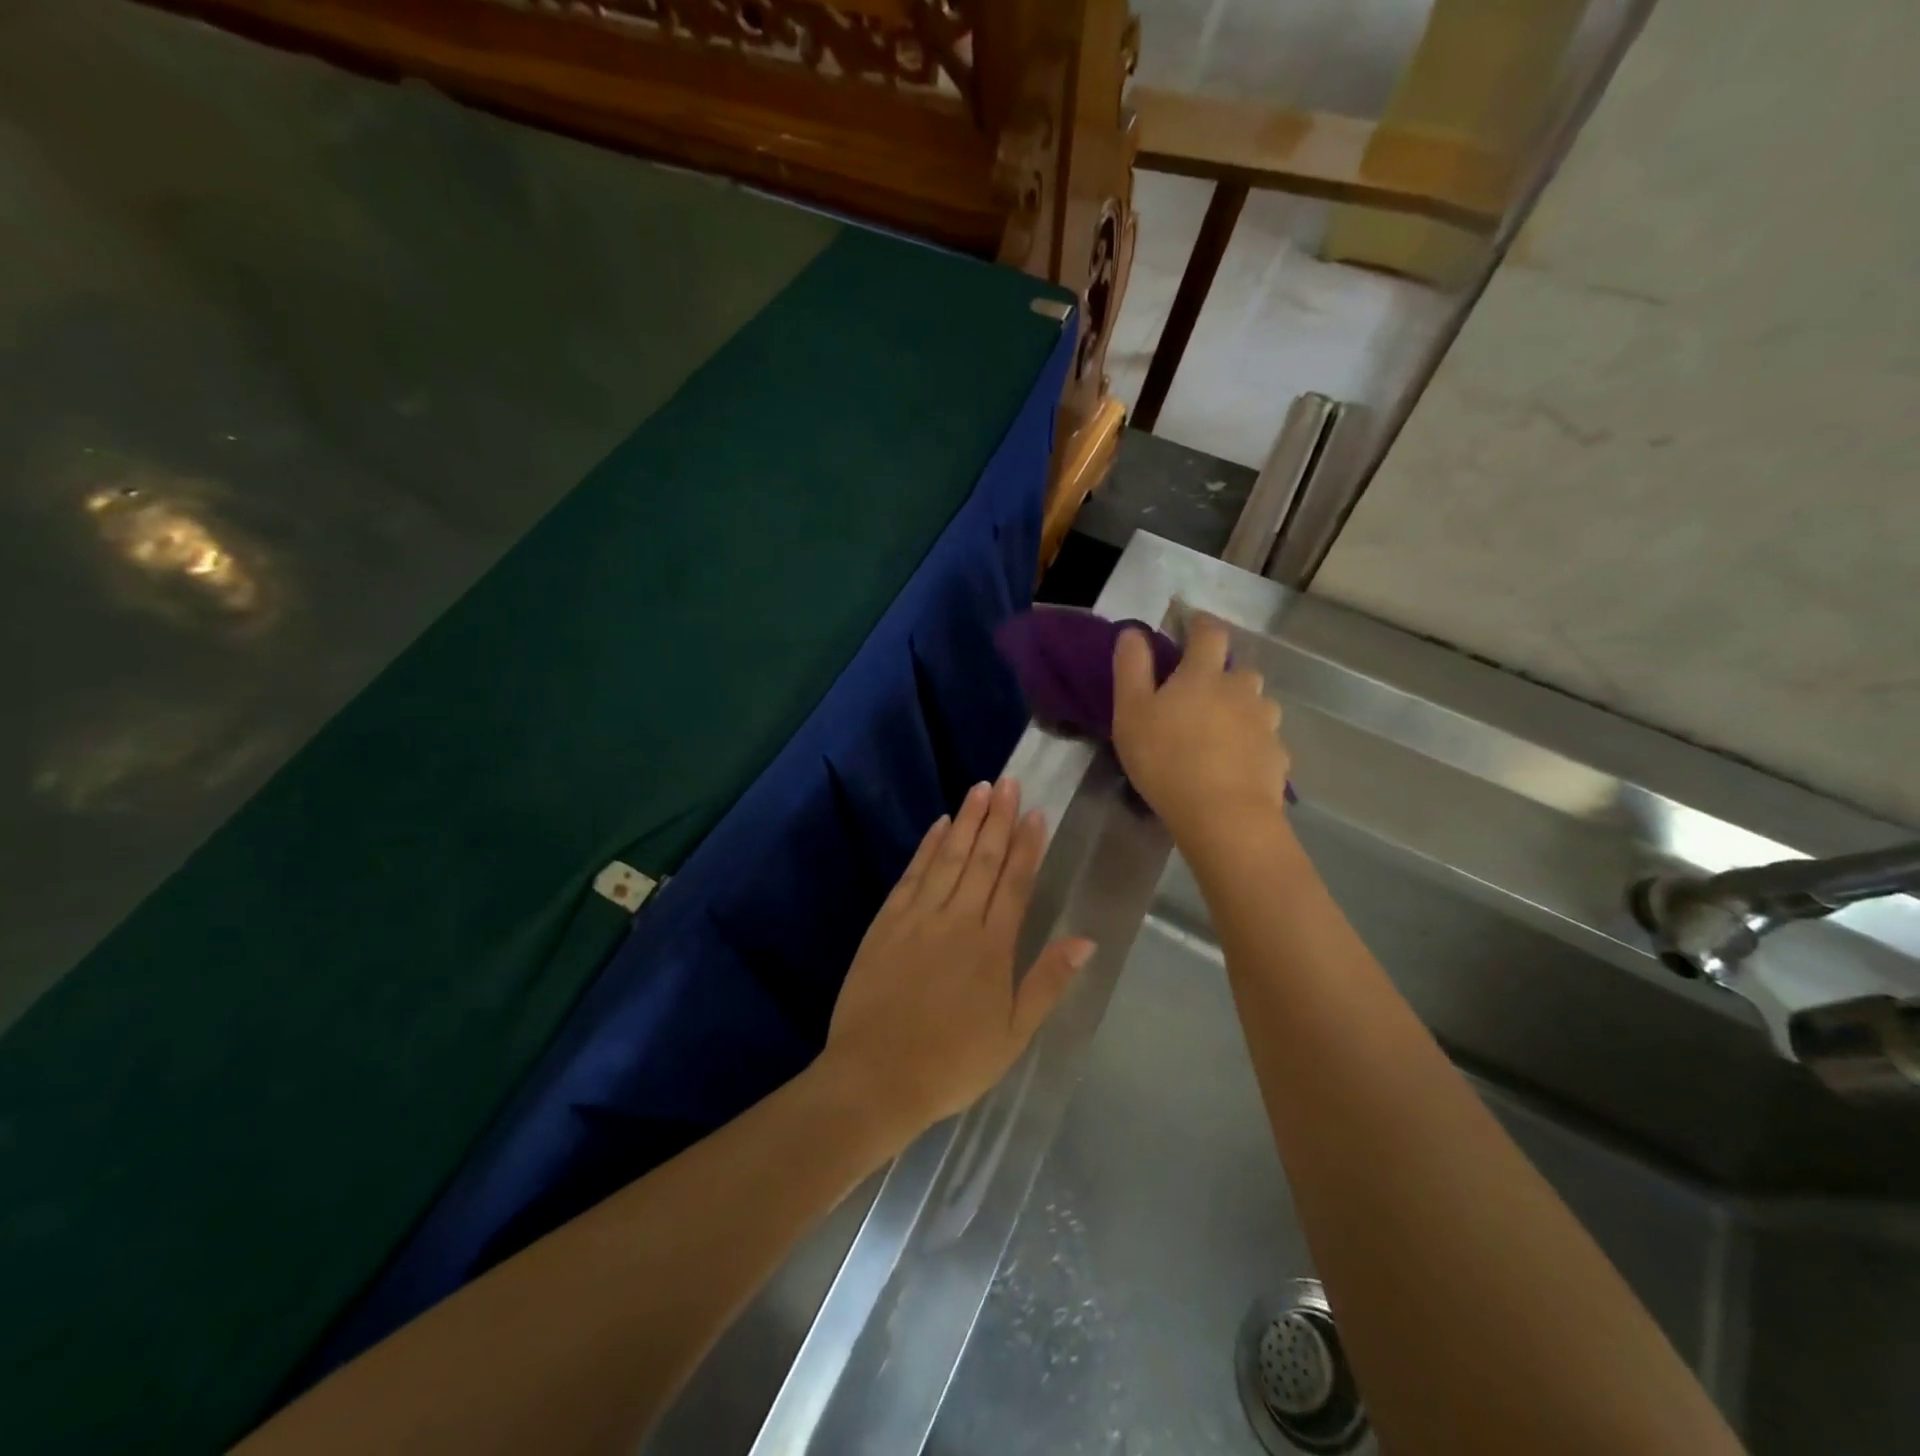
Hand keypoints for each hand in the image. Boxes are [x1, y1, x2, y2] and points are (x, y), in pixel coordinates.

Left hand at [822, 778, 1093, 1131]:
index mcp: (992, 947)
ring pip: (949, 859)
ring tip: (980, 789)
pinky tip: (939, 827)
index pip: (1015, 883)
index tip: (1036, 813)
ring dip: (966, 822)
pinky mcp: (886, 923)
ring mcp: (918, 918)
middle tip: (1009, 782)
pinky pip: (912, 876)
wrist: (876, 1077)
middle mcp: (957, 921)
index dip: (1027, 845)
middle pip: (983, 860)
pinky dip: (927, 848)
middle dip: (998, 818)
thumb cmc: (952, 1063)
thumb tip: (1086, 940)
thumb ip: (1048, 982)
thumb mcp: (1013, 1034)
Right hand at [1112, 613, 1290, 846]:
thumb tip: (1134, 631)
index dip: (1201, 624)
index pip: (1209, 633)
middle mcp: (1241, 690)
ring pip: (1256, 706)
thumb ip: (1131, 668)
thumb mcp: (1131, 713)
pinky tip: (1235, 766)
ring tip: (1219, 734)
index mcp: (1204, 674)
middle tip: (1200, 696)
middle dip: (1222, 675)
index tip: (1192, 624)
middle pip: (1238, 670)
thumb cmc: (1166, 760)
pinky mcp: (1277, 757)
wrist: (1223, 816)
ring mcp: (1265, 724)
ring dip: (1240, 710)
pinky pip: (1263, 742)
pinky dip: (1251, 746)